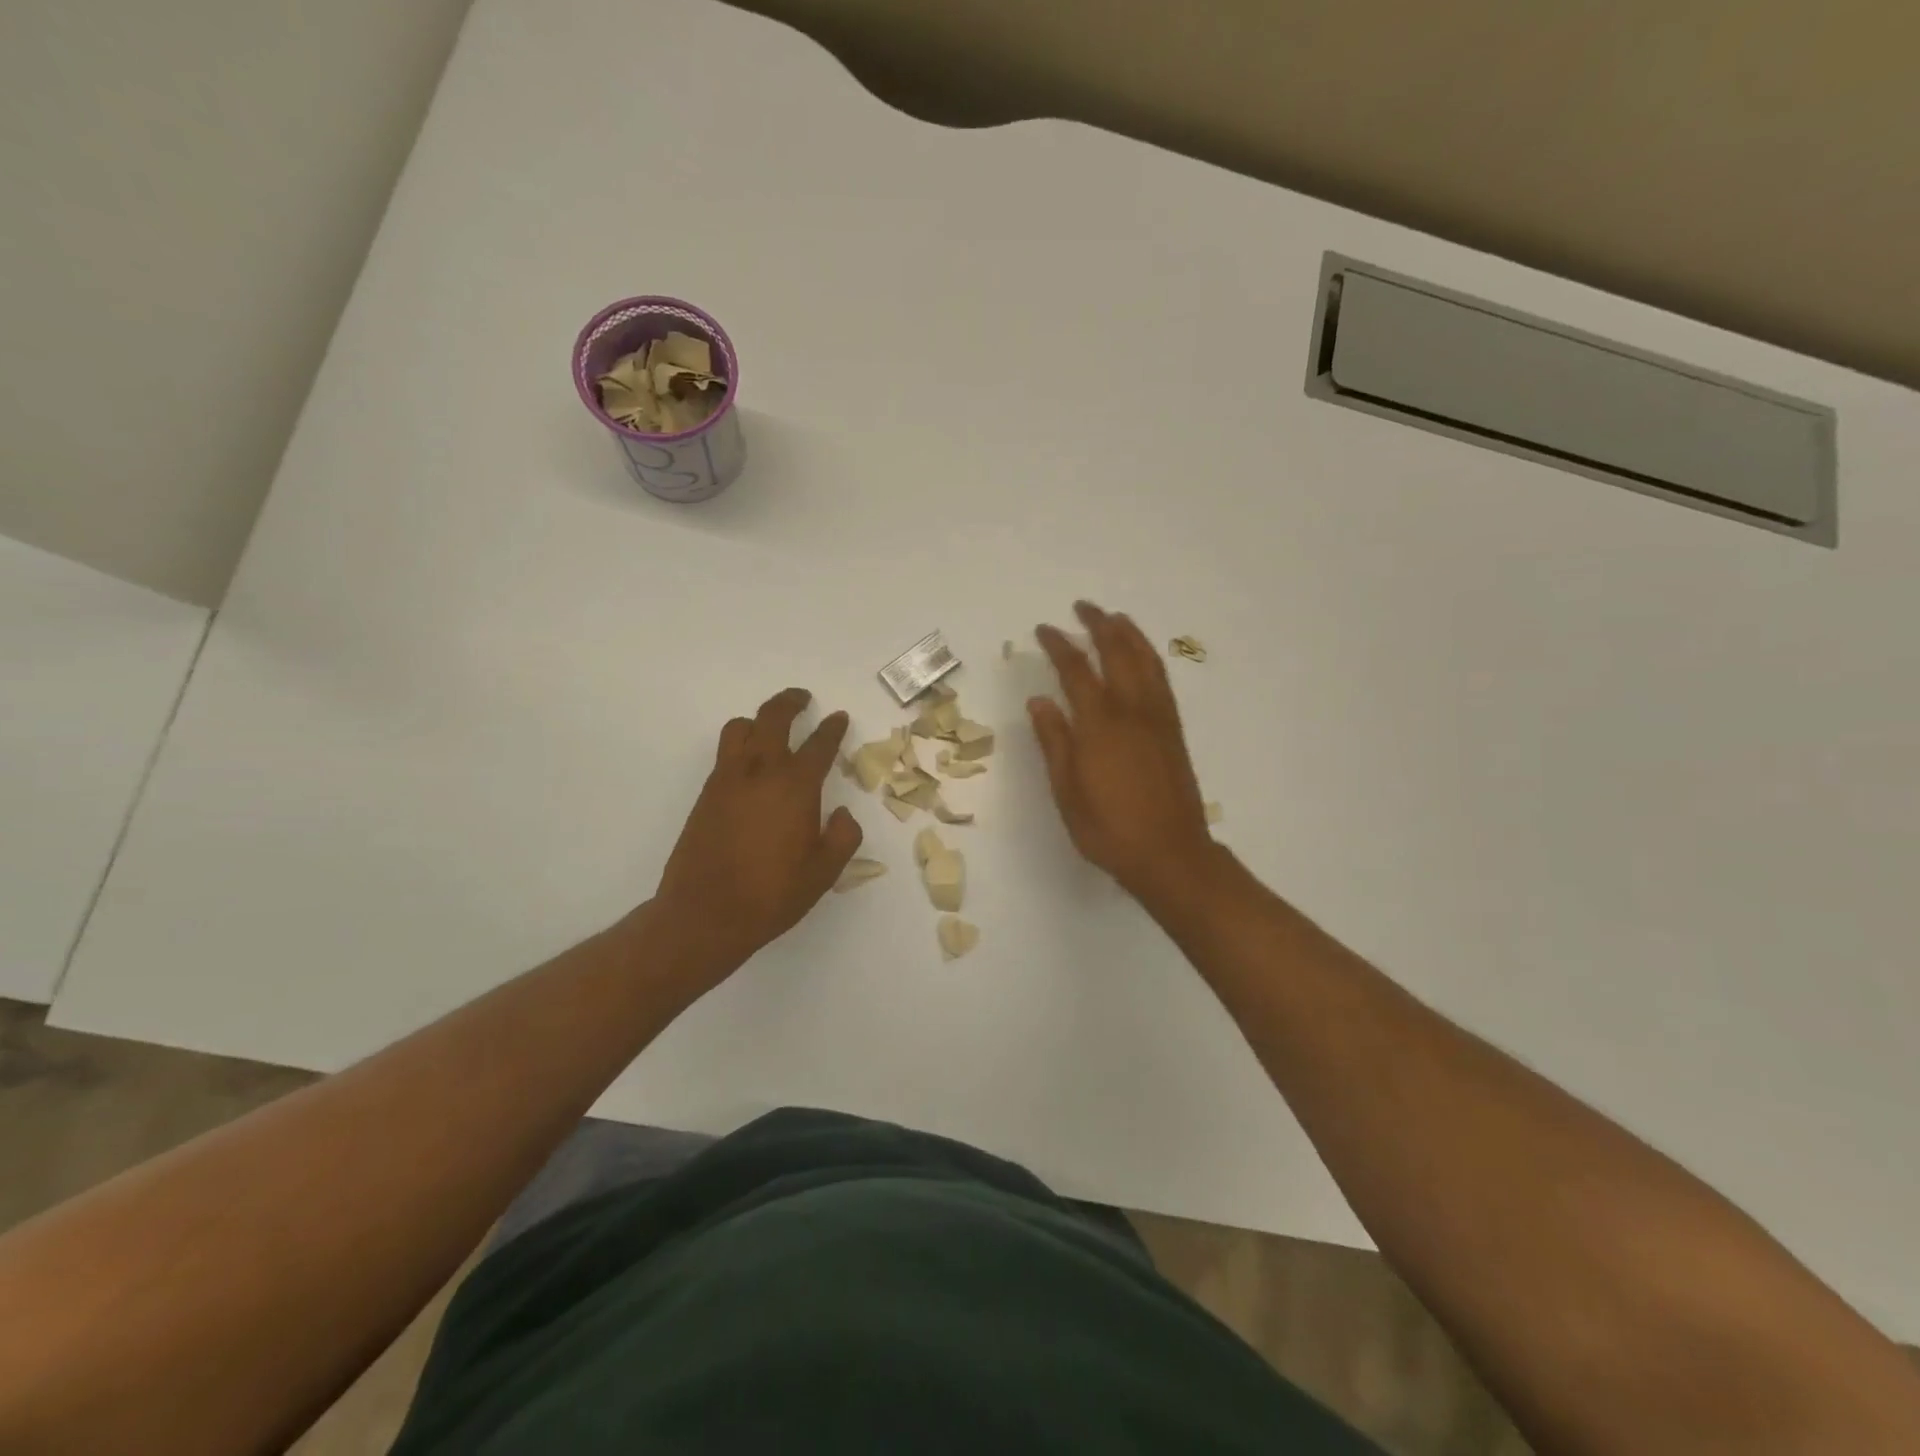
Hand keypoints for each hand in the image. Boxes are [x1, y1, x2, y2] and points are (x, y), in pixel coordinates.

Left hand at [651, 688, 861, 976]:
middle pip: (773, 718)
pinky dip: (741, 745)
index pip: (819, 745)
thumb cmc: (772, 894)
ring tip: (770, 727)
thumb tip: (843, 814)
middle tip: (804, 699)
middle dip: (791, 702)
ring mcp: (727, 781)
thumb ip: (844, 836)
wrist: (705, 914)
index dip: (832, 728)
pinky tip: (751, 766)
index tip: (838, 717)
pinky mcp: (706, 795)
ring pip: (740, 729)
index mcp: (795, 787)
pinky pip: (725, 754)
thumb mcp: (825, 871)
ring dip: (759, 719)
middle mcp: (760, 773)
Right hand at [1030, 602, 1225, 913]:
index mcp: (1099, 724)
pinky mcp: (1173, 730)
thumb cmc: (1108, 828)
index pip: (1075, 670)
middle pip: (1116, 653)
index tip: (1044, 629)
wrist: (1170, 853)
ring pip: (1145, 661)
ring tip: (1115, 617)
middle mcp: (1131, 710)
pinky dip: (1149, 657)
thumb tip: (1039, 700)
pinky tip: (1142, 656)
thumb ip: (1054, 740)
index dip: (1058, 645)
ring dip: (1129, 634)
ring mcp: (1157, 718)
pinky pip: (1161, 680)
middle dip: (1098, 625)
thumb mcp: (1067, 790)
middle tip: (1083, 607)